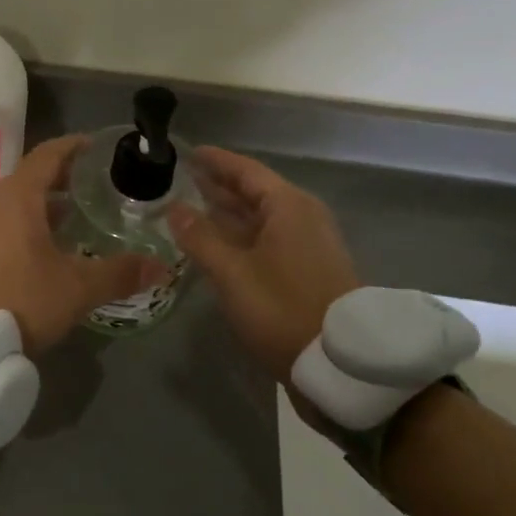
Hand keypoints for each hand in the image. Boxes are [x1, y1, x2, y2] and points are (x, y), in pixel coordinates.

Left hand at [0, 135, 165, 352]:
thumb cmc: (19, 298)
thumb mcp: (76, 288)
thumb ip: (119, 273)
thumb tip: (161, 266)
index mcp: (17, 197)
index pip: (47, 155)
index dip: (72, 147)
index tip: (94, 146)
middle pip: (28, 179)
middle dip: (59, 180)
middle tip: (90, 188)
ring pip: (10, 205)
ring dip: (38, 207)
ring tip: (68, 222)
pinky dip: (19, 227)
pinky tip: (36, 253)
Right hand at [167, 147, 359, 385]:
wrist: (341, 363)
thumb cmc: (282, 307)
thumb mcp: (232, 272)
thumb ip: (200, 237)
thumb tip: (174, 209)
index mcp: (287, 207)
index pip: (245, 171)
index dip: (216, 161)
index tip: (188, 152)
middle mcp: (301, 217)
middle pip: (254, 191)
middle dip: (218, 185)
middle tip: (182, 178)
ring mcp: (307, 244)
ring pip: (259, 217)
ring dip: (227, 212)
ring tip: (191, 206)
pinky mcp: (307, 269)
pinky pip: (266, 238)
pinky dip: (239, 234)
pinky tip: (216, 243)